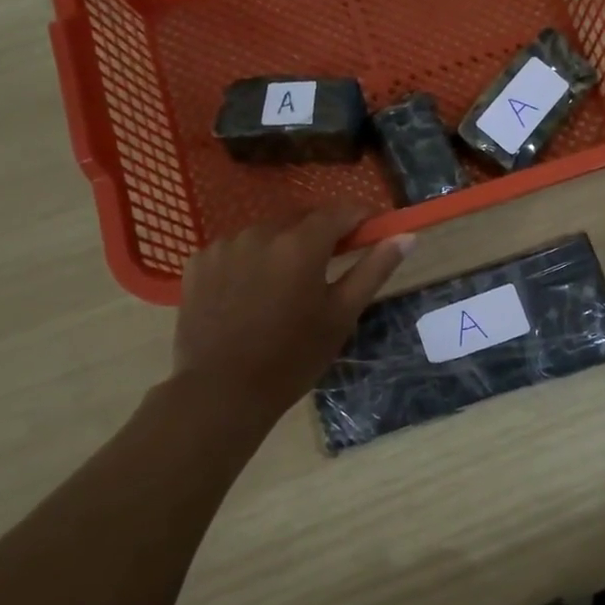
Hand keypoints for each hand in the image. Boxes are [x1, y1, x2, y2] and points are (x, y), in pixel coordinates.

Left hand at [169, 206, 413, 418]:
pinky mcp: (198, 262)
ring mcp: (225, 245)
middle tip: (328, 268)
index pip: (340, 212)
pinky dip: (248, 261)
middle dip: (320, 235)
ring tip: (284, 287)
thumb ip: (374, 269)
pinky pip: (235, 249)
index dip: (360, 218)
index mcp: (301, 245)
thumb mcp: (341, 315)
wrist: (221, 392)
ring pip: (266, 233)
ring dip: (282, 247)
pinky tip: (248, 294)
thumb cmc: (293, 357)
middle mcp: (261, 233)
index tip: (370, 233)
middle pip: (301, 219)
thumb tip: (405, 236)